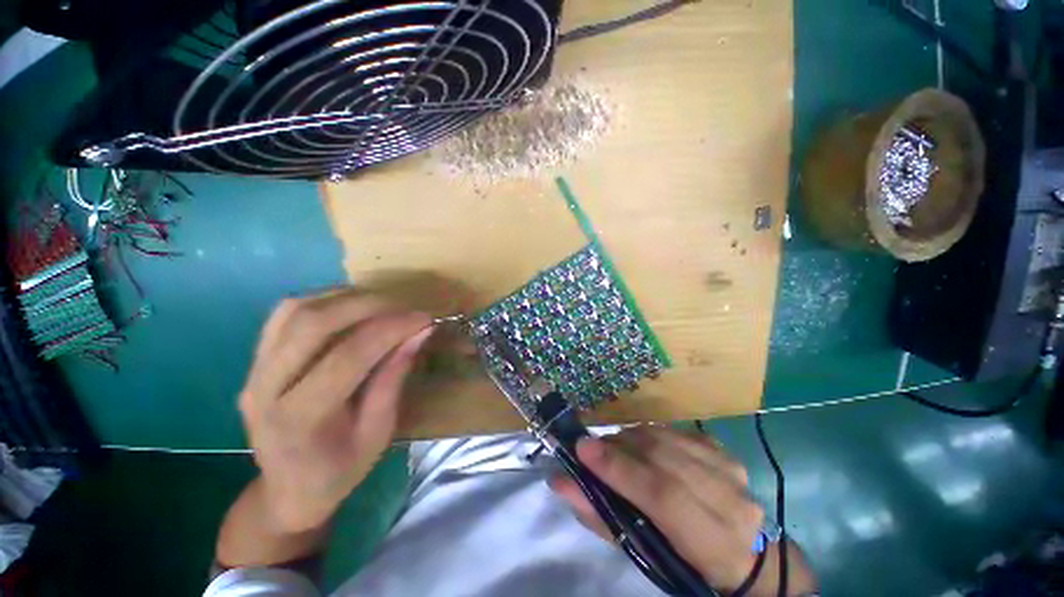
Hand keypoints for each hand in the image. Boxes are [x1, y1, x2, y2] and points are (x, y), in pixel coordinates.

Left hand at [238, 291, 431, 532]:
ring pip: (296, 310)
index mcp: (300, 419)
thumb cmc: (339, 470)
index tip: (424, 319)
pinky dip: (323, 300)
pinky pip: (285, 314)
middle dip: (368, 305)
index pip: (348, 356)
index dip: (391, 329)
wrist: (286, 490)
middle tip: (405, 307)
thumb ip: (394, 378)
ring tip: (383, 304)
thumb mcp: (378, 432)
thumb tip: (419, 333)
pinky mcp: (254, 360)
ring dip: (345, 297)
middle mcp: (265, 389)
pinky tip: (351, 307)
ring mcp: (253, 371)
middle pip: (313, 323)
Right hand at [549, 426, 814, 595]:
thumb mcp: (641, 551)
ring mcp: (730, 469)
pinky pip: (675, 431)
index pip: (663, 496)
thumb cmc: (683, 561)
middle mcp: (730, 500)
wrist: (739, 553)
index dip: (620, 469)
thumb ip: (600, 515)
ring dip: (632, 437)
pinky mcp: (724, 450)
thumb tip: (560, 480)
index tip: (582, 449)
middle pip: (665, 457)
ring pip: (668, 437)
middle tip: (592, 447)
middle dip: (619, 447)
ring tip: (614, 447)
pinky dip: (649, 434)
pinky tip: (640, 445)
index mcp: (714, 544)